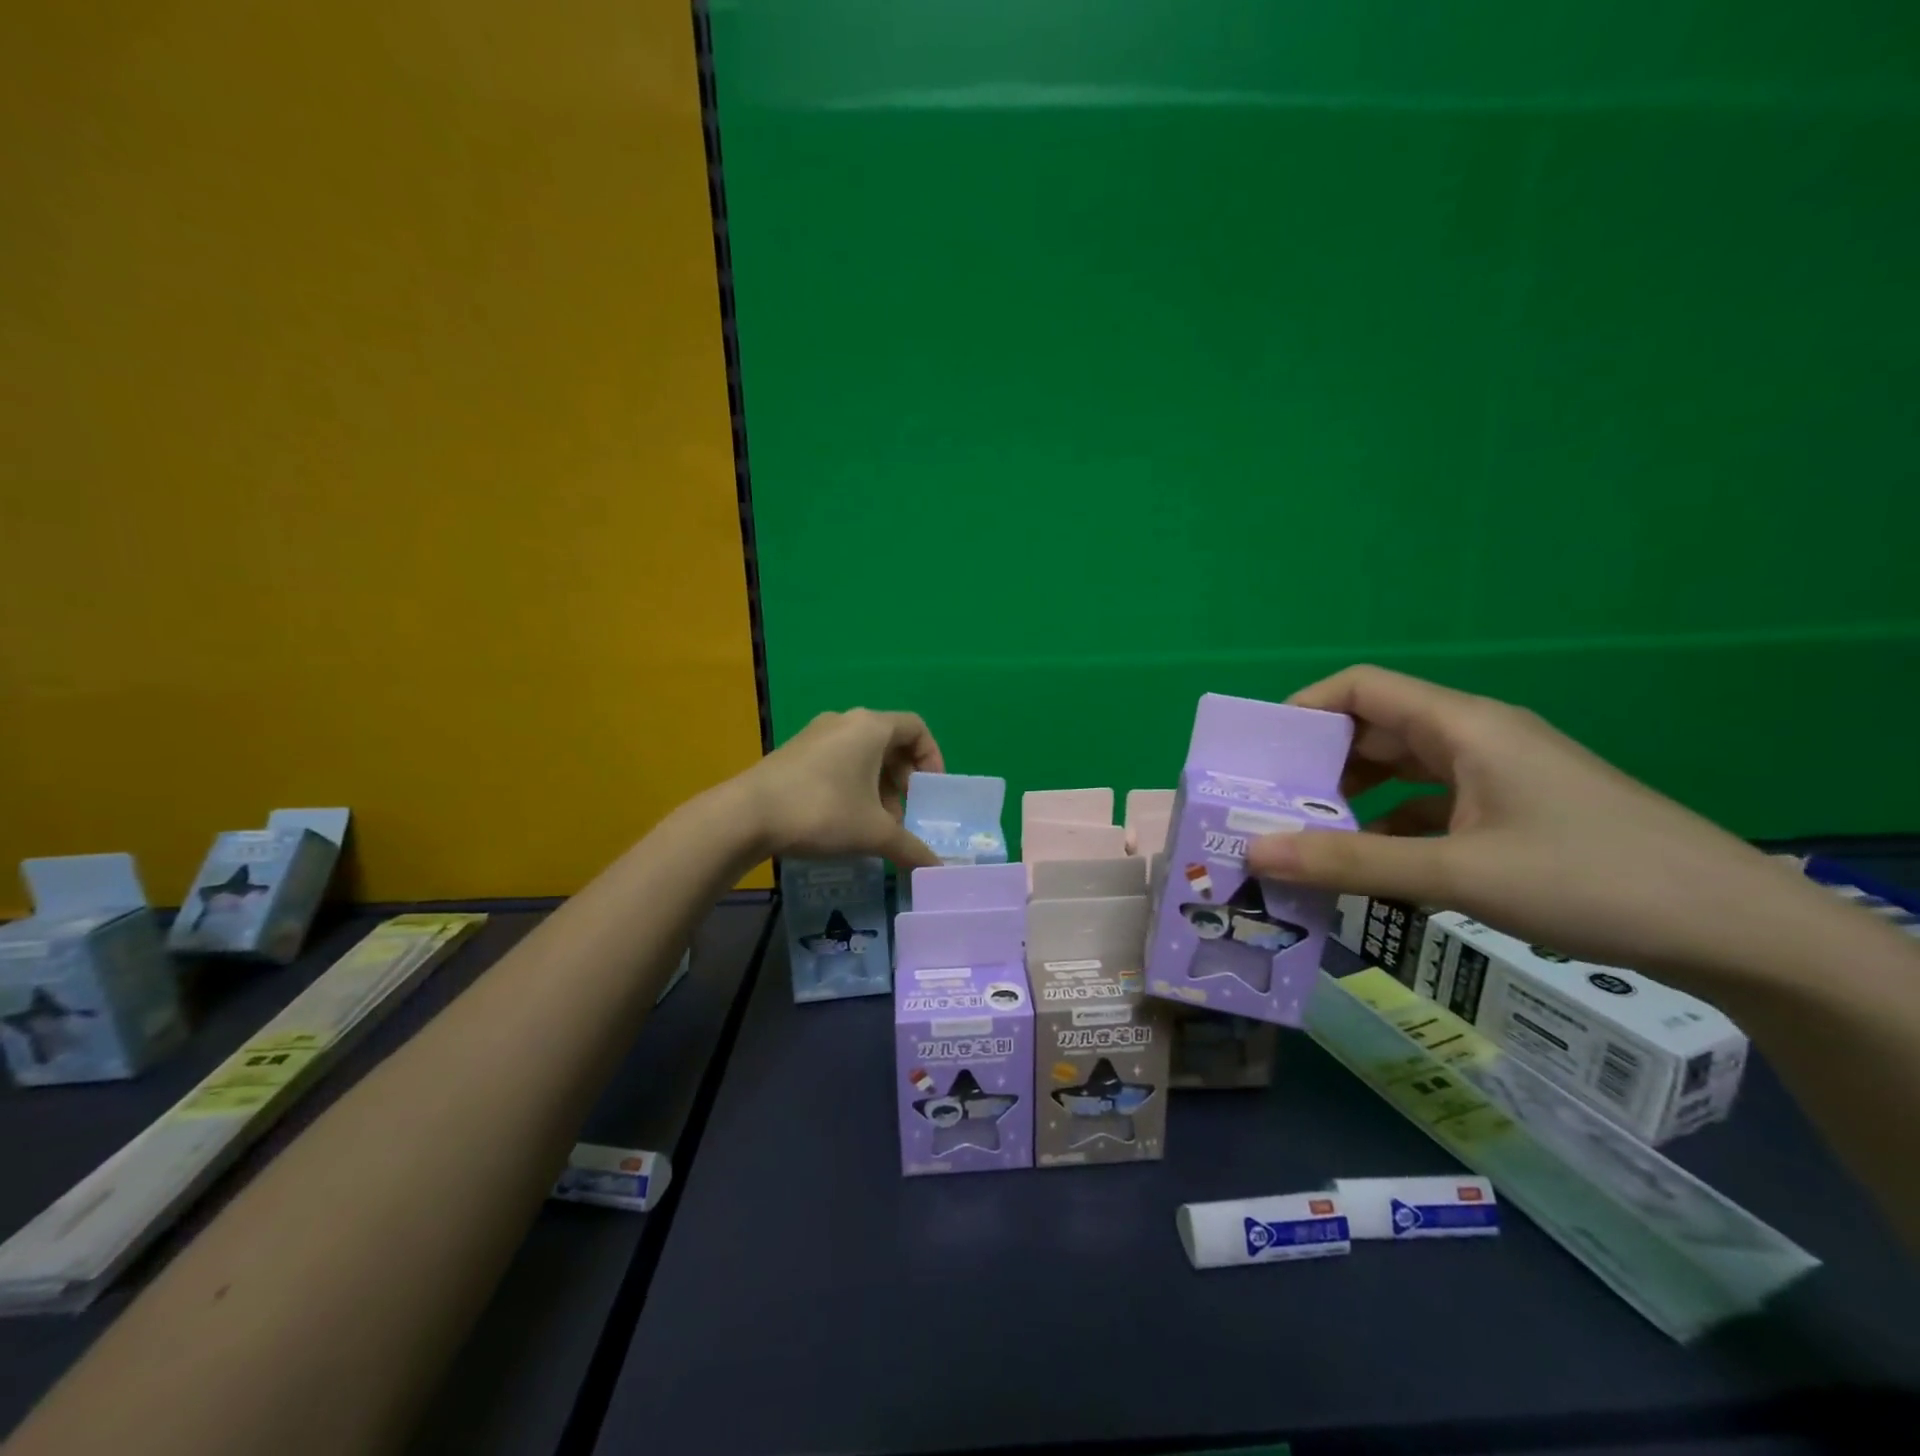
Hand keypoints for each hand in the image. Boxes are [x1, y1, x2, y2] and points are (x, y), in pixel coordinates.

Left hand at [738, 709, 945, 868]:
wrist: (745, 816)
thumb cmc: (821, 811)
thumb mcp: (873, 833)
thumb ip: (910, 848)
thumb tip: (937, 868)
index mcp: (870, 727)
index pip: (916, 728)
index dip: (932, 758)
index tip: (929, 792)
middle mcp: (845, 721)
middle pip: (890, 743)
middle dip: (902, 781)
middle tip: (902, 816)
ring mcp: (816, 734)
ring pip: (862, 755)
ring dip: (878, 787)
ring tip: (874, 825)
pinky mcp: (795, 752)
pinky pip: (838, 761)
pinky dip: (852, 785)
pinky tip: (844, 820)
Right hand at [1245, 666, 1808, 977]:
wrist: (1737, 931)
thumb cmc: (1590, 880)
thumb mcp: (1457, 874)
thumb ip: (1351, 863)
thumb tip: (1256, 854)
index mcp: (1463, 727)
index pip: (1362, 688)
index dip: (1303, 708)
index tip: (1259, 754)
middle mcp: (1476, 739)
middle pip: (1376, 730)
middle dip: (1318, 764)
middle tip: (1270, 806)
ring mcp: (1497, 777)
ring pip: (1402, 772)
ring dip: (1354, 799)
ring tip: (1306, 838)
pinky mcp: (1513, 813)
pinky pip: (1431, 807)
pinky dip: (1392, 828)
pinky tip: (1373, 867)